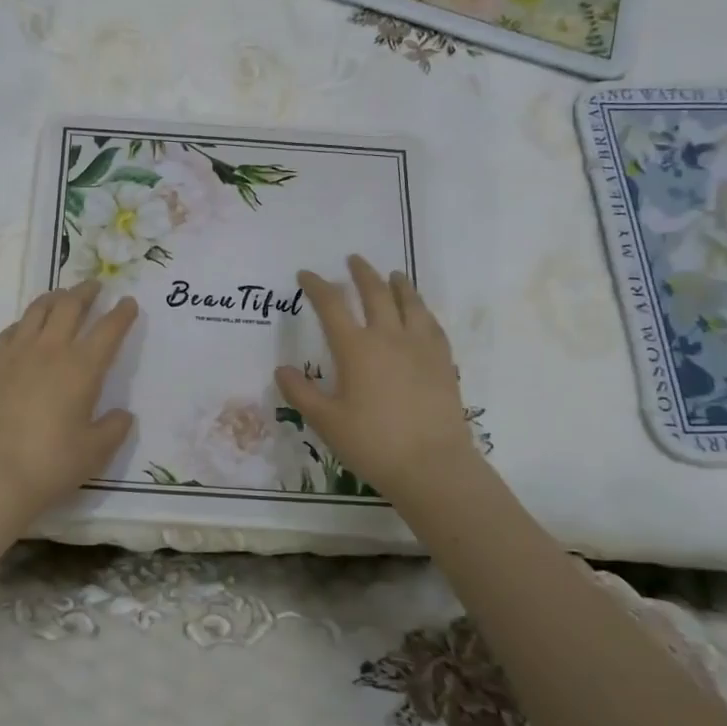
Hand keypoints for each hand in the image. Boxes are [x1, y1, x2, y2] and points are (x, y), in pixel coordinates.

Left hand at [0, 280, 137, 551]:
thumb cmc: (51, 464)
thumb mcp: (95, 452)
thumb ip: (114, 428)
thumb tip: (122, 414)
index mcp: (82, 368)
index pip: (108, 330)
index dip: (122, 314)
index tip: (129, 303)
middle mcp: (50, 350)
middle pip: (70, 307)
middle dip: (86, 292)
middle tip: (95, 286)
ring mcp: (16, 353)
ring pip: (37, 310)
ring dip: (55, 298)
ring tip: (62, 296)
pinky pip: (10, 330)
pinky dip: (25, 322)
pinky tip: (26, 327)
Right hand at [275, 255, 480, 512]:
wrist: (432, 466)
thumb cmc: (372, 443)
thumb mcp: (326, 421)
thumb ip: (301, 392)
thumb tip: (282, 369)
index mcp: (356, 348)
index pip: (331, 305)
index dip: (316, 286)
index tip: (305, 275)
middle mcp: (389, 337)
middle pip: (375, 293)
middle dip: (361, 273)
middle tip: (353, 259)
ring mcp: (420, 347)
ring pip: (410, 303)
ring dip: (398, 284)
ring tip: (393, 275)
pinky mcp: (443, 362)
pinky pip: (432, 325)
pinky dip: (423, 311)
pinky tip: (421, 314)